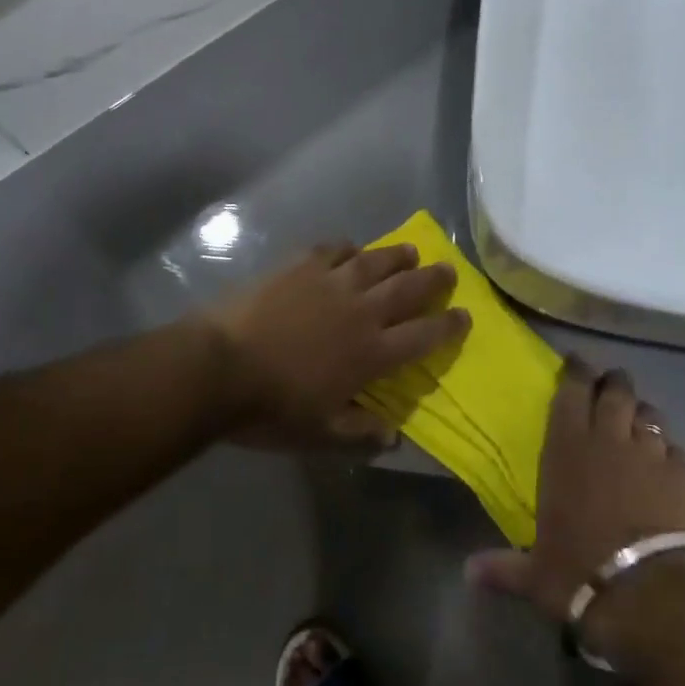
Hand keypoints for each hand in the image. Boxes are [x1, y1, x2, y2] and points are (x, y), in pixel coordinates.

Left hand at [203, 243, 470, 451]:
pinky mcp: (301, 265)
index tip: (465, 315)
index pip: (423, 336)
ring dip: (399, 256)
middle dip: (434, 280)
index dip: (448, 326)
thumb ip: (360, 433)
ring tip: (412, 251)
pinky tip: (351, 249)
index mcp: (372, 354)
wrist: (220, 366)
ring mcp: (331, 282)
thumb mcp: (320, 434)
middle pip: (408, 289)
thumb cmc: (271, 407)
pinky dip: (348, 248)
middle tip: (449, 271)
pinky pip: (333, 249)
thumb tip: (394, 436)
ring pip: (376, 262)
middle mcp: (361, 311)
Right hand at [466, 357, 684, 651]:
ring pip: (649, 414)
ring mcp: (650, 453)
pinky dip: (669, 451)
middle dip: (613, 382)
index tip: (575, 362)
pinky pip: (677, 449)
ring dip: (641, 413)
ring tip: (638, 419)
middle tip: (609, 384)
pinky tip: (667, 462)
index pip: (571, 392)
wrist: (650, 593)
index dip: (575, 372)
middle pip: (615, 391)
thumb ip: (503, 568)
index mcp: (567, 448)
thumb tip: (467, 572)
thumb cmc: (580, 572)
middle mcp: (609, 439)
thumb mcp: (536, 575)